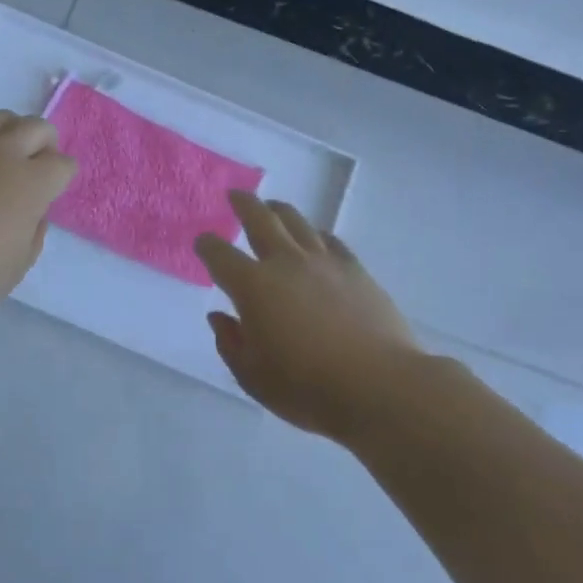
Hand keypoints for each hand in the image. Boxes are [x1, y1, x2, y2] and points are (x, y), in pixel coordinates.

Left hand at [0, 108, 76, 319]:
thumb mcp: (16, 268)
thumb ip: (33, 235)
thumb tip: (33, 213)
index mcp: (32, 183)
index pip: (63, 165)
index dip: (62, 177)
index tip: (51, 192)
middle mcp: (4, 152)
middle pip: (37, 128)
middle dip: (44, 144)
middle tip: (33, 165)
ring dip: (8, 132)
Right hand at [195, 192, 422, 443]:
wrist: (380, 386)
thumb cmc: (307, 387)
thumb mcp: (253, 376)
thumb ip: (231, 343)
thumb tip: (219, 317)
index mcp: (253, 287)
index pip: (220, 256)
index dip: (207, 246)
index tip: (202, 242)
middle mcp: (286, 263)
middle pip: (260, 220)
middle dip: (244, 204)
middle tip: (235, 195)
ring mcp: (324, 262)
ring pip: (297, 222)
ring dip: (279, 211)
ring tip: (272, 207)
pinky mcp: (356, 270)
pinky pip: (330, 240)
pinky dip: (315, 234)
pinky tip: (315, 237)